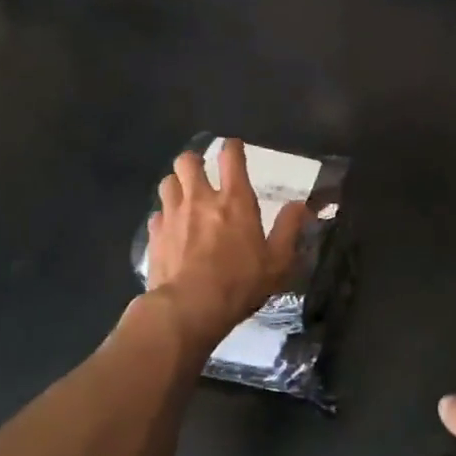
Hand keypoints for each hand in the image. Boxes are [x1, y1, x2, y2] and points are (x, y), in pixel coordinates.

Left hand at [145, 139, 306, 349]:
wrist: (189, 308)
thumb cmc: (239, 283)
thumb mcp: (277, 261)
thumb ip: (289, 229)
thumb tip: (301, 205)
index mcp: (235, 200)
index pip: (231, 157)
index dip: (232, 148)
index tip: (234, 149)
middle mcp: (200, 198)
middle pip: (187, 161)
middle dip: (195, 162)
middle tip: (203, 175)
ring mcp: (173, 214)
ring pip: (168, 182)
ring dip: (177, 185)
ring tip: (184, 198)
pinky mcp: (154, 234)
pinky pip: (157, 213)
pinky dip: (165, 215)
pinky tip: (171, 229)